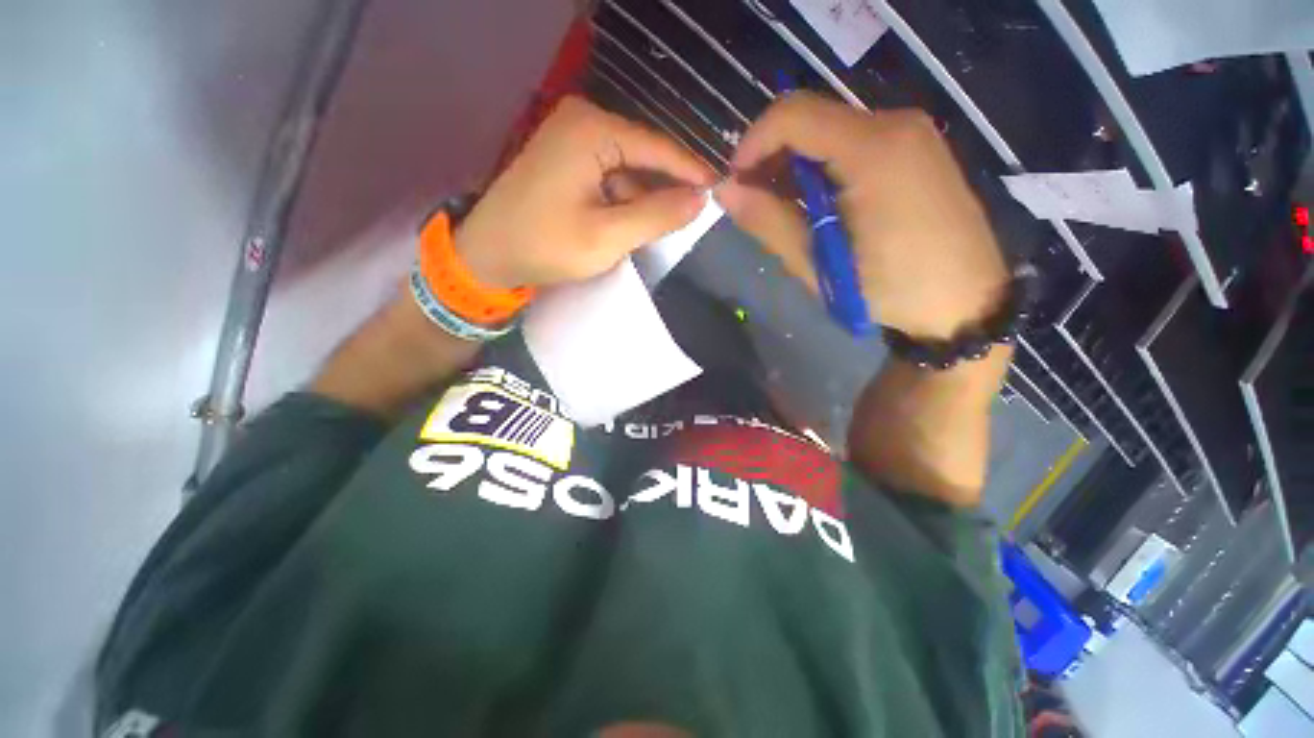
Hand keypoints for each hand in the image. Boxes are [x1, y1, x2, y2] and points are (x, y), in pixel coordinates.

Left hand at [455, 96, 715, 288]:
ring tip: (660, 228)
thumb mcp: (607, 236)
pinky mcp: (566, 157)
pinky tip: (630, 222)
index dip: (690, 171)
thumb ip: (656, 216)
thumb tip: (700, 199)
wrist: (488, 255)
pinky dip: (624, 199)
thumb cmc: (546, 246)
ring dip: (644, 198)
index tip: (719, 190)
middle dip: (665, 188)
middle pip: (642, 155)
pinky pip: (609, 175)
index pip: (657, 147)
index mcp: (592, 130)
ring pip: (627, 168)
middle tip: (691, 217)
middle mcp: (583, 121)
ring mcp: (571, 137)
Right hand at [717, 92, 1008, 340]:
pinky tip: (820, 204)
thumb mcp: (817, 263)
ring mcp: (912, 133)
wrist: (965, 303)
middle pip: (811, 118)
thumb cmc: (888, 290)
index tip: (735, 184)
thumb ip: (768, 222)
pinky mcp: (918, 148)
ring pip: (831, 130)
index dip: (752, 144)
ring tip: (786, 211)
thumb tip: (725, 192)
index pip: (792, 115)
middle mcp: (895, 124)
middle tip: (757, 203)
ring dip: (796, 165)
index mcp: (872, 150)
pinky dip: (824, 166)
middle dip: (772, 157)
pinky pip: (855, 141)